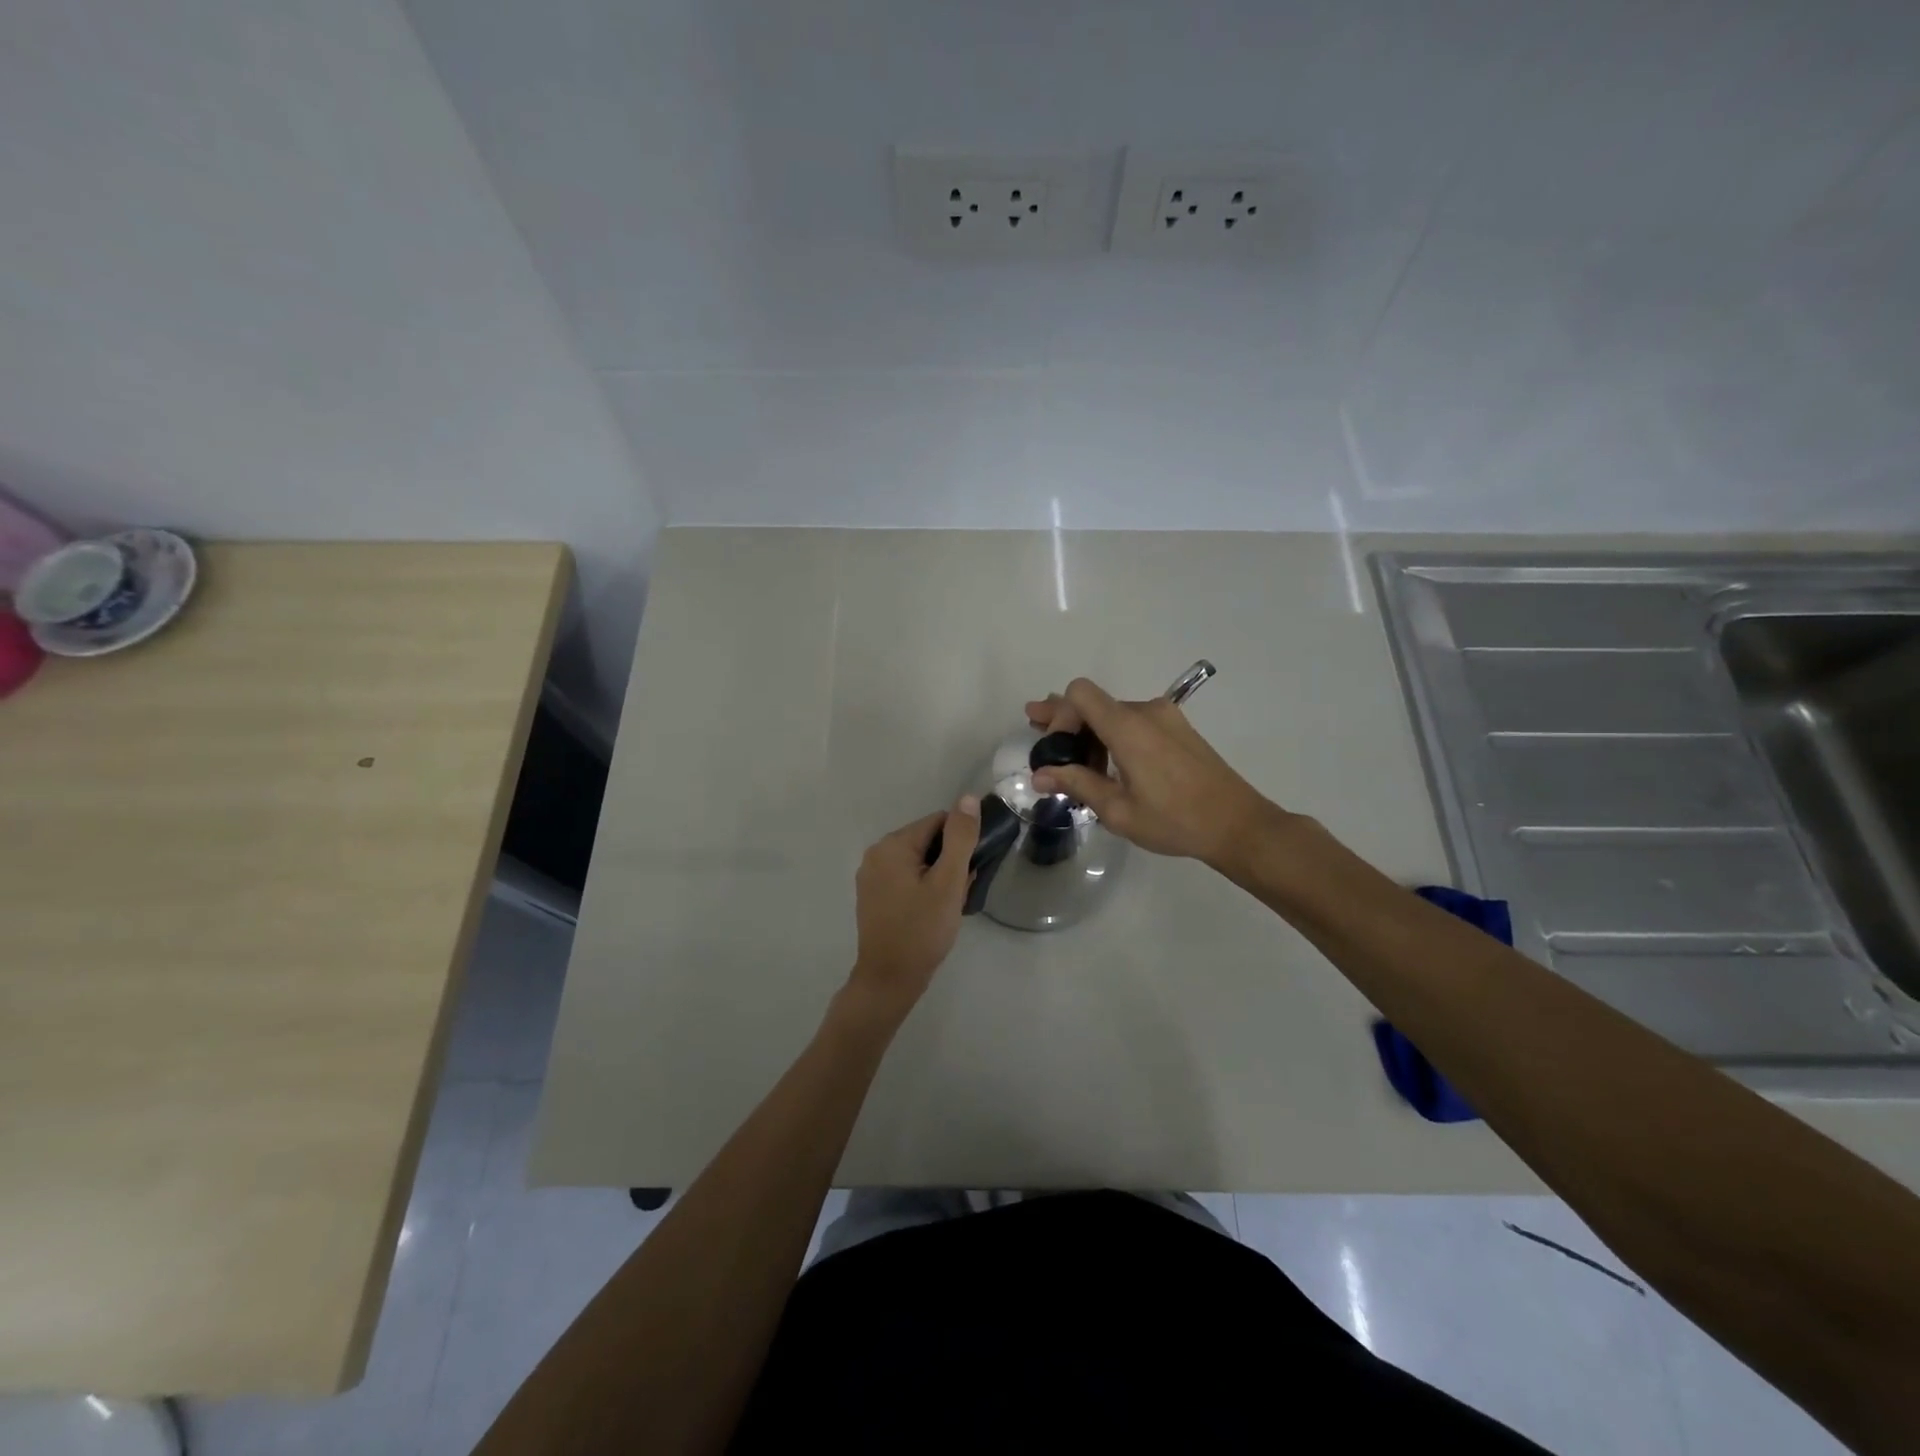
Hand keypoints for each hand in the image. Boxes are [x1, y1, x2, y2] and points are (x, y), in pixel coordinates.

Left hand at [844, 796, 980, 1023]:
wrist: (889, 980)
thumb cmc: (922, 930)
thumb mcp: (948, 882)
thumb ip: (960, 838)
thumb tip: (967, 798)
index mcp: (892, 845)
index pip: (938, 822)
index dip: (960, 843)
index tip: (969, 871)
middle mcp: (876, 853)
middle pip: (927, 841)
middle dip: (949, 862)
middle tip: (959, 893)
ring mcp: (871, 876)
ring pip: (918, 862)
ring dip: (938, 877)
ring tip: (947, 906)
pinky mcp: (873, 896)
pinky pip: (905, 878)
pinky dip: (923, 888)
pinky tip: (932, 913)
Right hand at [1025, 677, 1282, 868]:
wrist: (1238, 824)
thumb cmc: (1174, 820)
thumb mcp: (1118, 810)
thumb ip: (1077, 784)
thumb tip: (1039, 775)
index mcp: (1128, 727)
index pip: (1080, 694)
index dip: (1059, 715)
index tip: (1056, 750)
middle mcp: (1145, 712)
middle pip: (1094, 702)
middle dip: (1064, 717)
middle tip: (1035, 728)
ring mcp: (1166, 718)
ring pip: (1114, 713)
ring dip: (1089, 731)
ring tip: (1070, 760)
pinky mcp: (1179, 729)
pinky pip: (1135, 722)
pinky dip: (1112, 735)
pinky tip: (1105, 762)